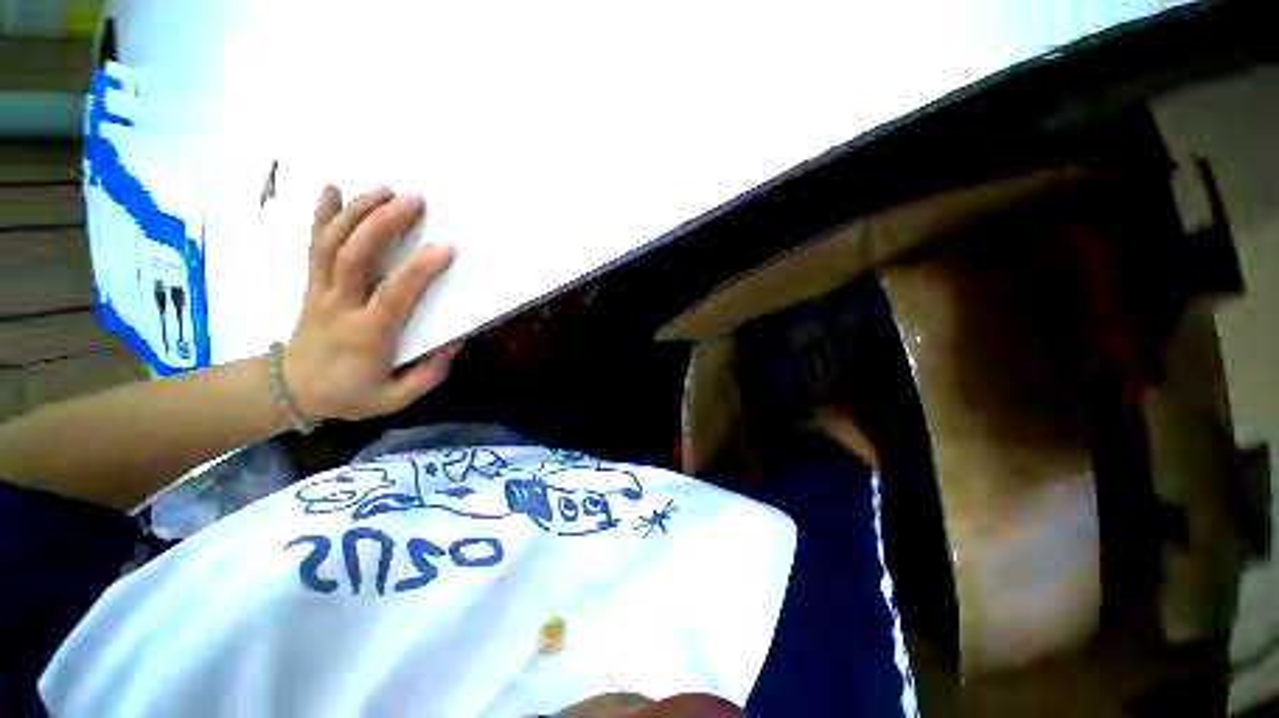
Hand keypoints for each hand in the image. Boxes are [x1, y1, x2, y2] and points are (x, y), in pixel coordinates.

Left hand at [283, 185, 460, 421]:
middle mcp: (340, 306)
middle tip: (414, 200)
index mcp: (367, 335)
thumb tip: (457, 339)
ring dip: (357, 212)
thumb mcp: (398, 397)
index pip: (394, 295)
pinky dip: (321, 214)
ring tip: (385, 189)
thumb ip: (430, 371)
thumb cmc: (352, 394)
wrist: (292, 391)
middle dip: (384, 223)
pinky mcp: (311, 284)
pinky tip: (331, 188)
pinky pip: (313, 244)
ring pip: (331, 244)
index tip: (446, 247)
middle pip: (355, 256)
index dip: (420, 269)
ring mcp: (320, 291)